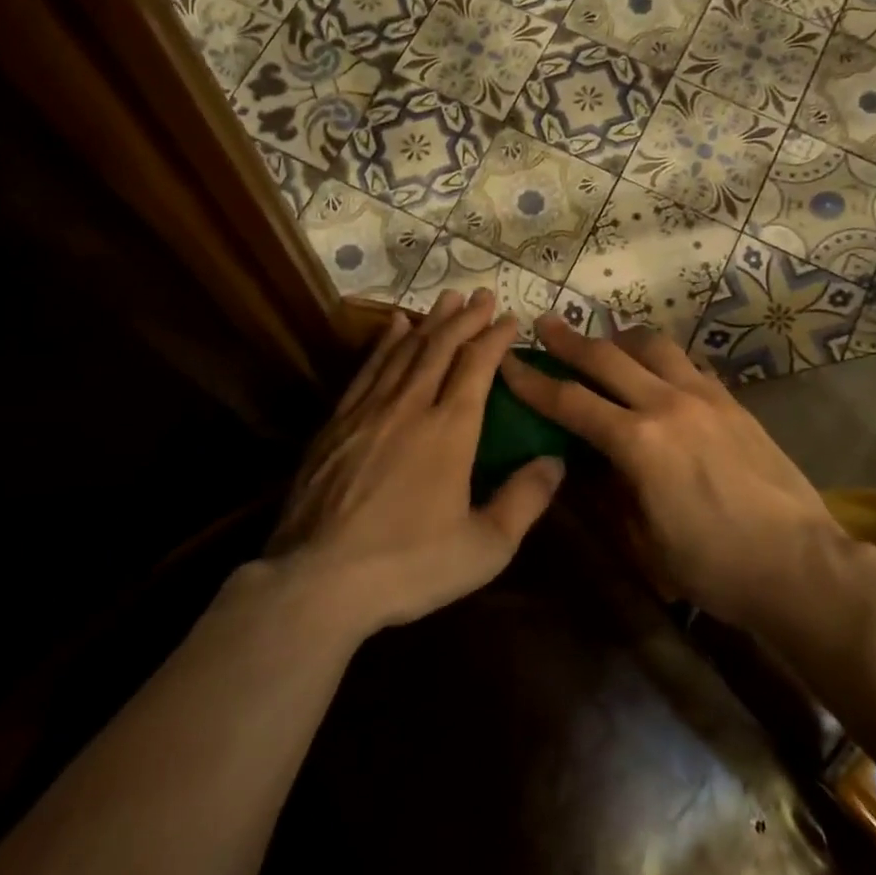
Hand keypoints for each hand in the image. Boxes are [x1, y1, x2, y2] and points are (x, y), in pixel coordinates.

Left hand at [270, 289, 564, 634]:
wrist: (318, 580)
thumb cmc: (409, 565)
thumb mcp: (484, 547)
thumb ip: (525, 500)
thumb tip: (556, 461)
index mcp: (450, 430)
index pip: (477, 367)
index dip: (495, 338)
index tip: (511, 318)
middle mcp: (410, 406)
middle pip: (440, 348)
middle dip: (465, 318)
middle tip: (482, 294)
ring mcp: (368, 411)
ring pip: (404, 351)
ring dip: (428, 322)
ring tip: (445, 299)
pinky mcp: (336, 423)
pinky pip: (367, 369)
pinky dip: (383, 344)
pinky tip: (391, 327)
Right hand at [499, 316, 836, 625]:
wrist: (799, 563)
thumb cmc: (713, 566)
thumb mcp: (643, 542)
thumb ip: (608, 493)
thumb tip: (584, 462)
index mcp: (638, 443)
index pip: (571, 402)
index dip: (533, 381)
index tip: (509, 362)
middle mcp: (668, 405)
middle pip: (607, 358)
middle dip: (569, 340)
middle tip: (545, 323)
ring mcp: (705, 397)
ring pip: (653, 347)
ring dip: (620, 339)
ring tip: (605, 341)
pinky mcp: (733, 402)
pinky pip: (688, 364)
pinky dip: (661, 359)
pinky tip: (657, 370)